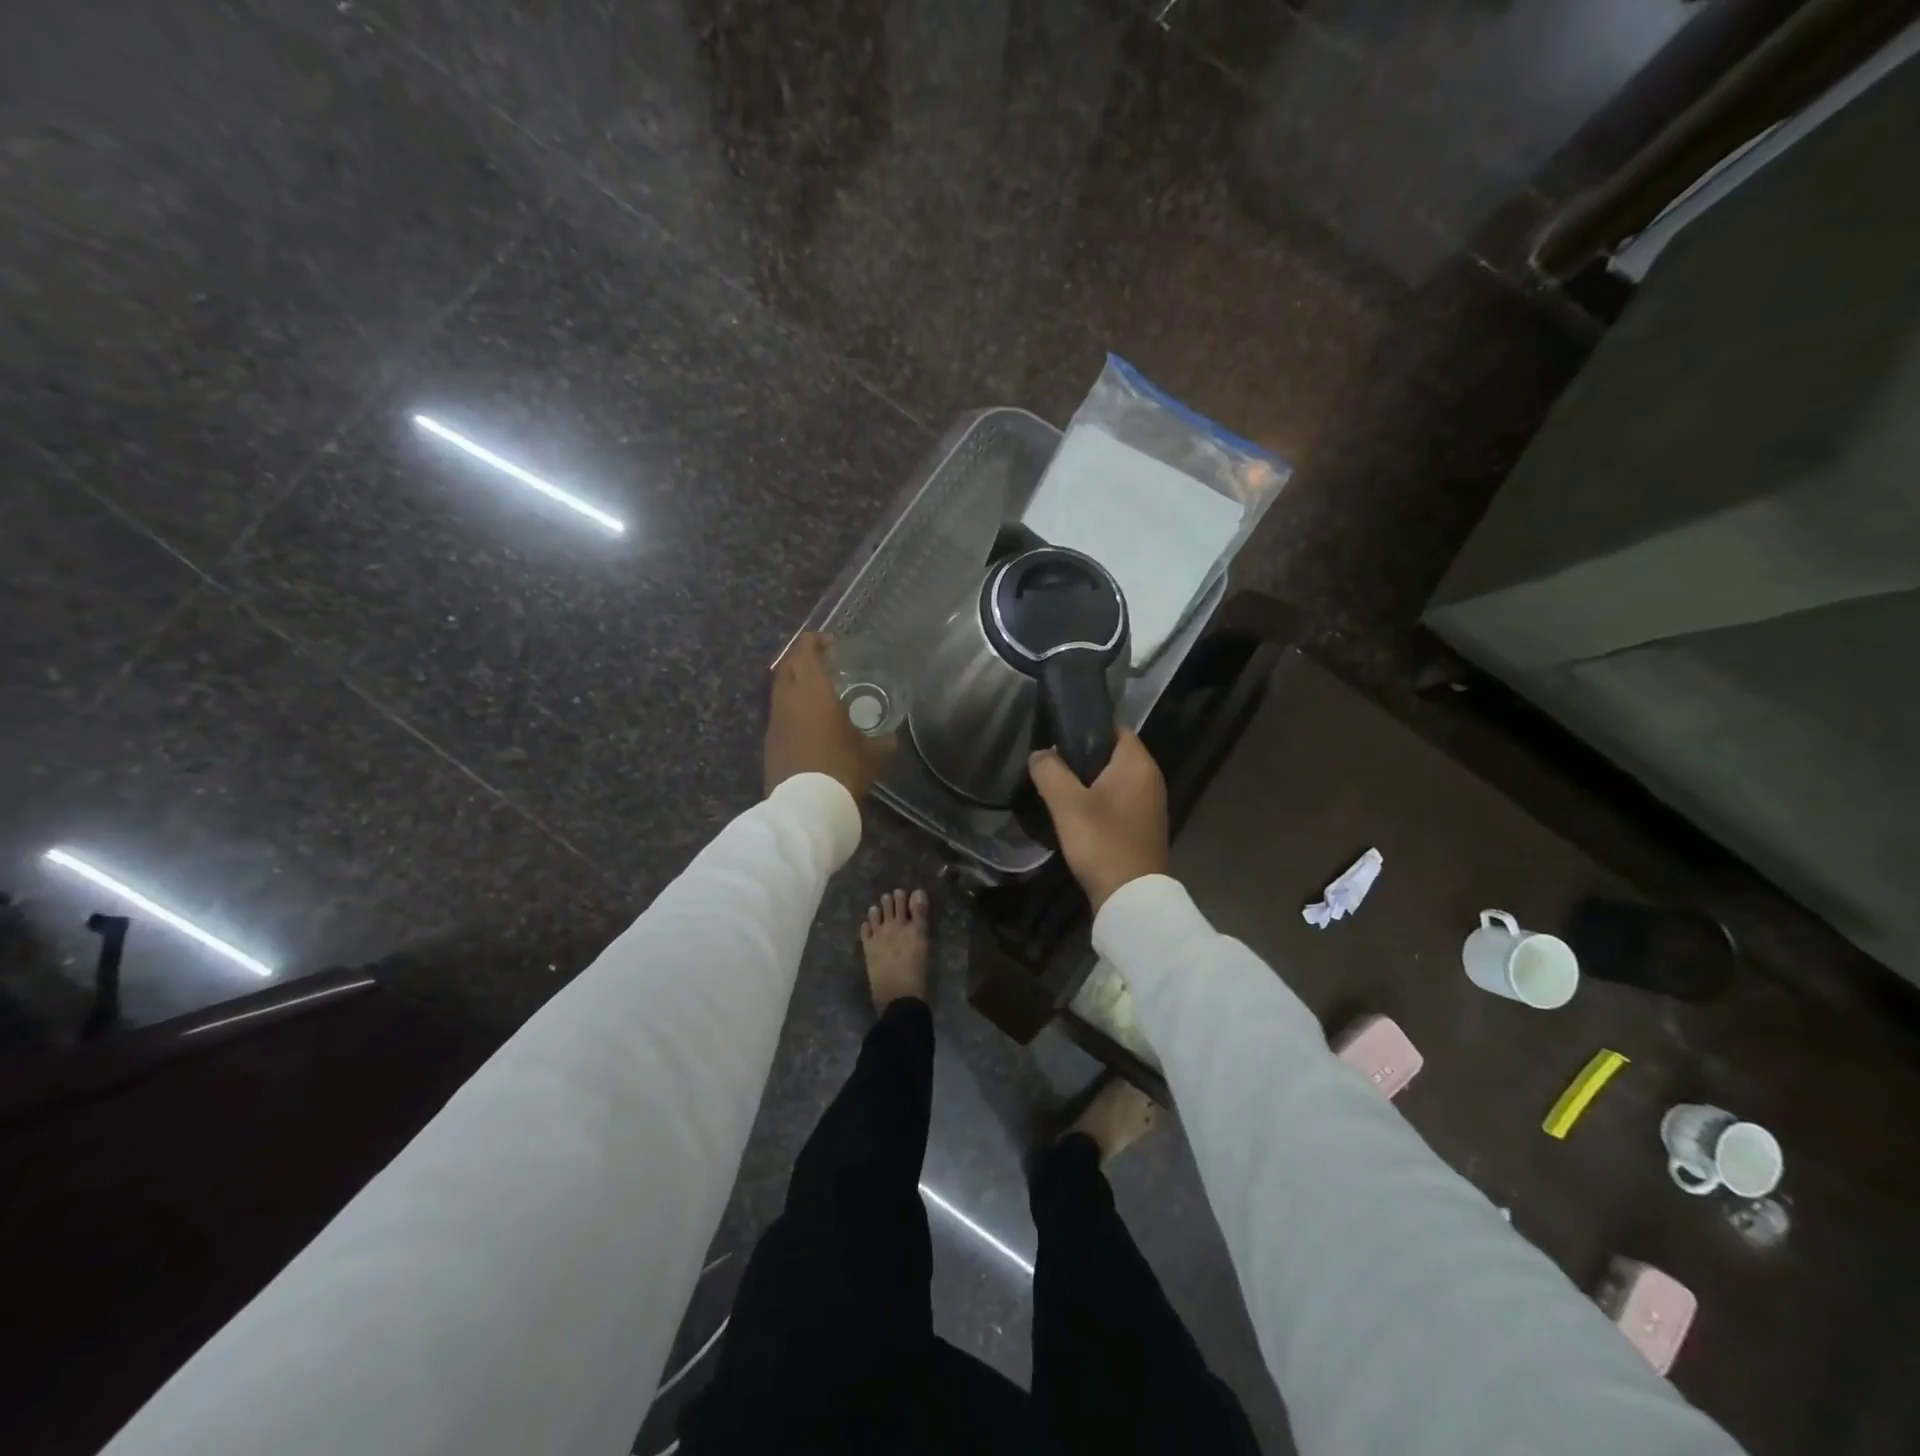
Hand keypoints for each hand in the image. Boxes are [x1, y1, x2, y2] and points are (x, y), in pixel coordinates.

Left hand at [765, 633, 894, 799]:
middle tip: (823, 662)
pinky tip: (808, 721)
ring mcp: (775, 721)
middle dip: (802, 658)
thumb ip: (883, 740)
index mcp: (813, 691)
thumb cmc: (842, 769)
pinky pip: (779, 713)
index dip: (814, 641)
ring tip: (816, 691)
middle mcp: (788, 699)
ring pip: (779, 689)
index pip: (805, 651)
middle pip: (787, 665)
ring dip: (794, 683)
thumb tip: (890, 737)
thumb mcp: (873, 754)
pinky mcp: (769, 741)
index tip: (830, 643)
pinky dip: (791, 707)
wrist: (807, 806)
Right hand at [1028, 728, 1168, 913]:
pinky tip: (1077, 813)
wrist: (1131, 896)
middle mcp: (1151, 777)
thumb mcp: (1066, 804)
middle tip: (1052, 763)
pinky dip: (1100, 800)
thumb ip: (1049, 771)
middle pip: (1114, 753)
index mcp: (1138, 763)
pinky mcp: (1145, 825)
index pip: (1115, 727)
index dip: (1087, 726)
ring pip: (1115, 778)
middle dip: (1084, 755)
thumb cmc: (1101, 841)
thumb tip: (1040, 754)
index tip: (1058, 734)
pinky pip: (1120, 799)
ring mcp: (1151, 803)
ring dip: (1090, 780)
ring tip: (1059, 787)